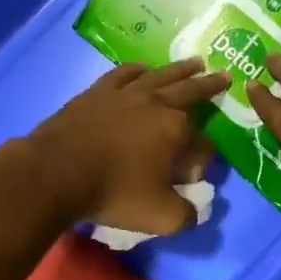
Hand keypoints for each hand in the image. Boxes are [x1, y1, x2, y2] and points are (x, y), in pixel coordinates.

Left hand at [25, 60, 228, 234]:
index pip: (203, 142)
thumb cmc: (113, 192)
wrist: (56, 172)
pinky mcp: (98, 92)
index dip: (203, 158)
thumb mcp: (160, 217)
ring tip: (195, 62)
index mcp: (177, 129)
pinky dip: (138, 70)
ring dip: (181, 70)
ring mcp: (126, 93)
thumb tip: (195, 208)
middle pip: (190, 91)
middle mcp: (156, 103)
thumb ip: (187, 215)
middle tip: (224, 75)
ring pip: (161, 75)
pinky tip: (142, 69)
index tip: (192, 175)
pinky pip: (124, 73)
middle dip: (209, 85)